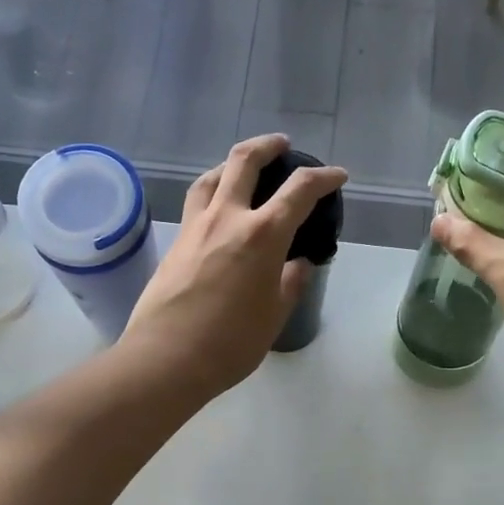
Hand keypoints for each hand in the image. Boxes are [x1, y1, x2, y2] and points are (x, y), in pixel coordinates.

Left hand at [121, 135, 346, 399]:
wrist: (166, 358)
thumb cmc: (231, 343)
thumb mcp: (274, 315)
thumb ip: (290, 282)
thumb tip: (298, 264)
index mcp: (262, 235)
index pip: (300, 191)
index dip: (324, 178)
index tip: (337, 176)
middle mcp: (227, 218)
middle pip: (245, 161)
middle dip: (268, 146)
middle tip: (282, 146)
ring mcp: (195, 226)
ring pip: (212, 176)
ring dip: (232, 163)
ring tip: (243, 169)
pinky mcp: (175, 241)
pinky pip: (196, 202)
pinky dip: (212, 191)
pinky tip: (218, 208)